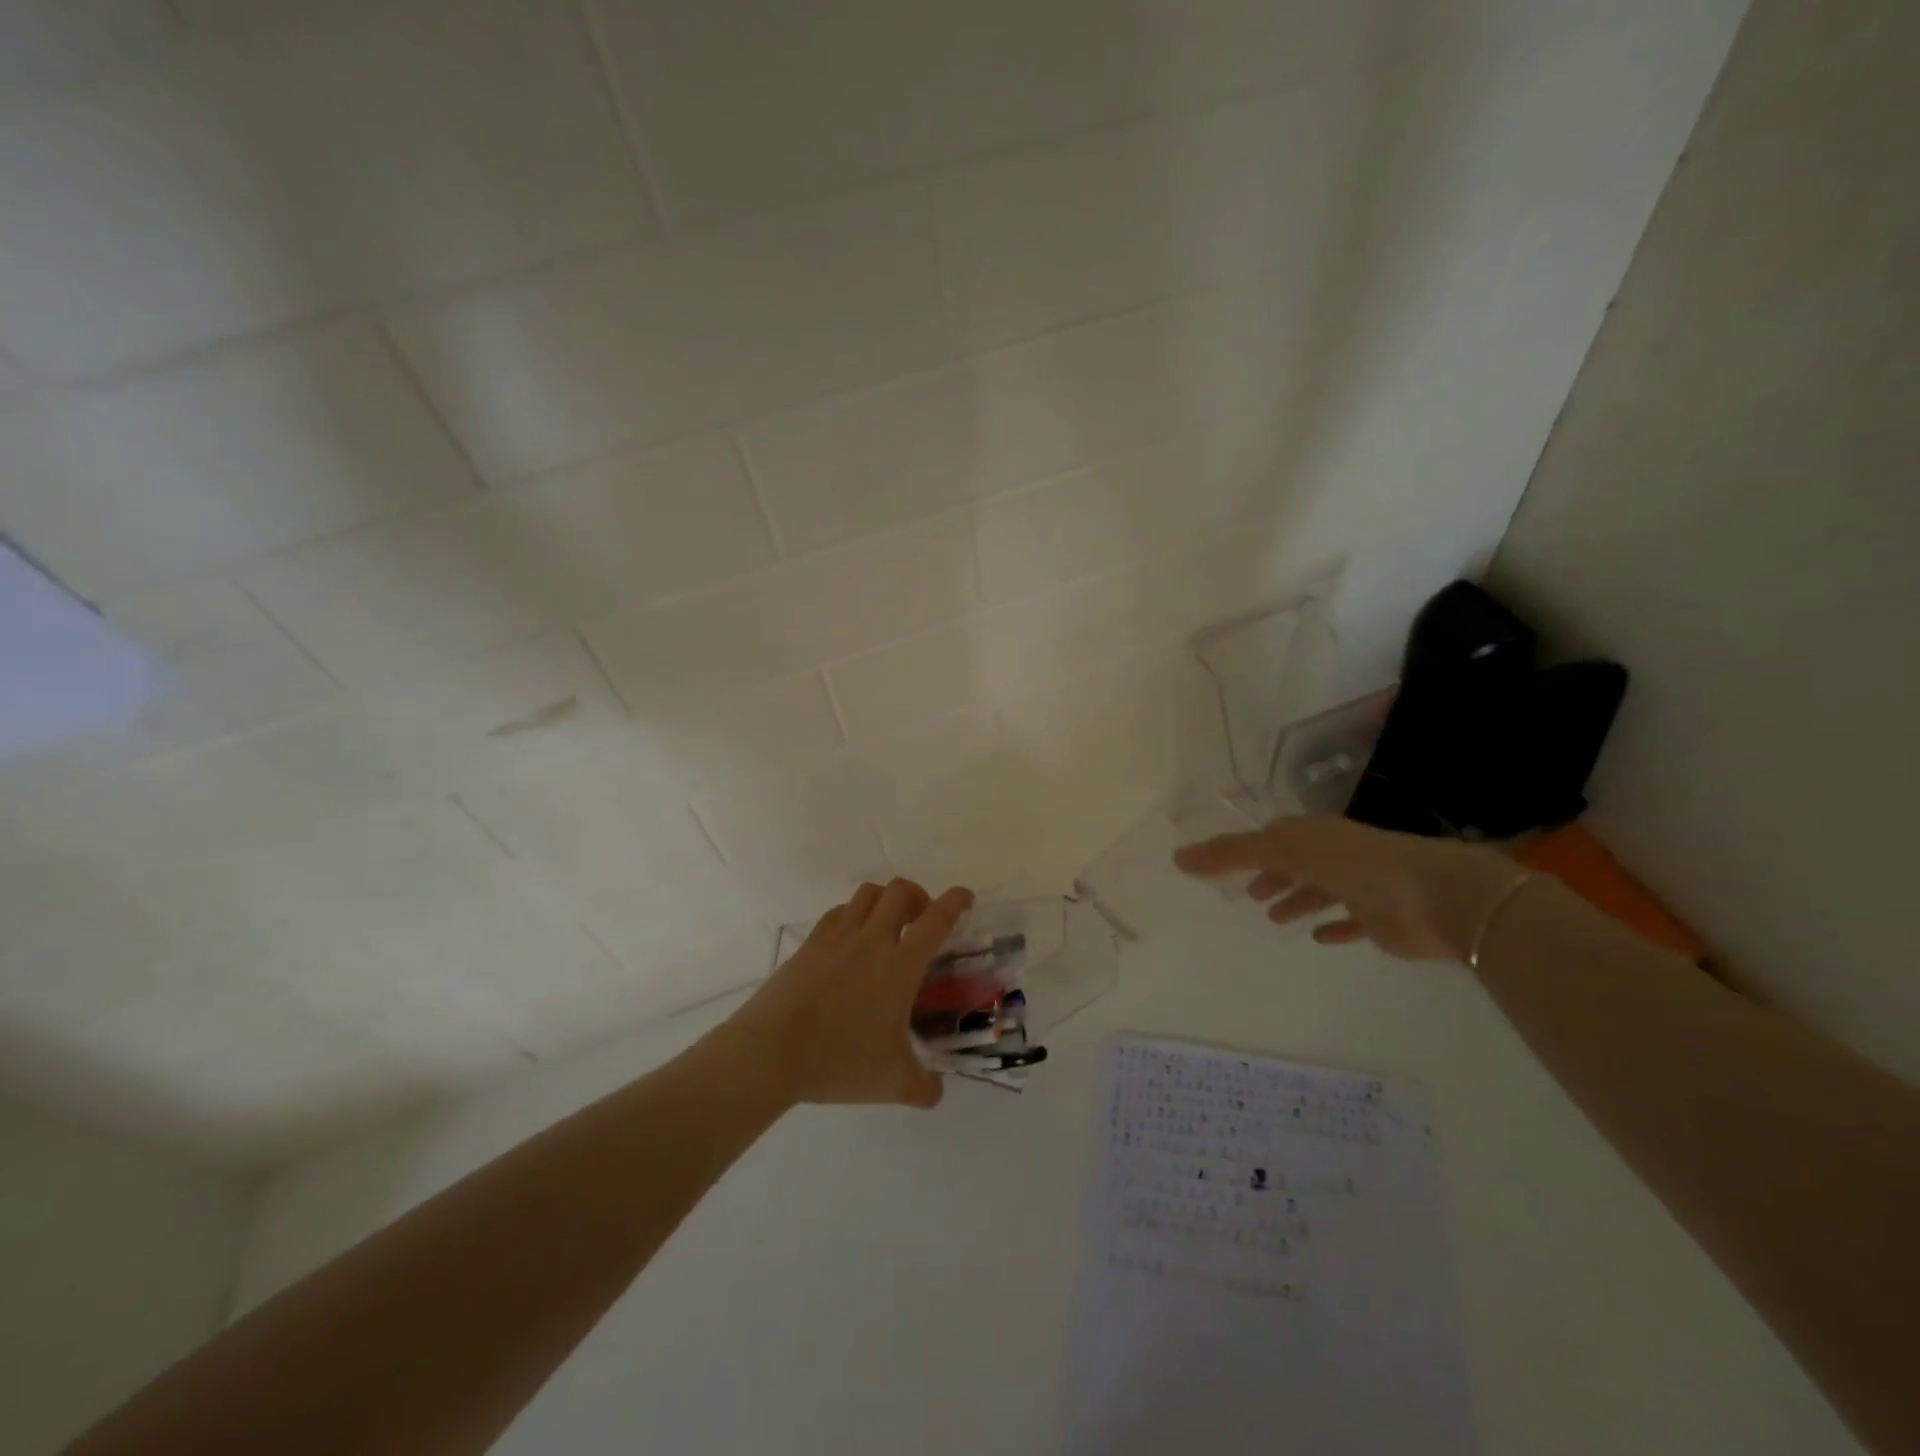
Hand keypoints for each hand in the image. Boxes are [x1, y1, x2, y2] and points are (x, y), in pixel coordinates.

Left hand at [724, 878, 973, 1108]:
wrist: (771, 1052)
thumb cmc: (840, 1061)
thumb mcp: (893, 1083)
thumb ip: (923, 1087)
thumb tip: (935, 1091)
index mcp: (900, 965)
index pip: (936, 919)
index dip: (955, 901)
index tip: (964, 898)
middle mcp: (872, 940)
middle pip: (900, 891)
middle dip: (918, 895)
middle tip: (922, 919)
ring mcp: (837, 937)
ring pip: (867, 893)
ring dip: (885, 900)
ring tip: (888, 924)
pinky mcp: (809, 944)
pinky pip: (838, 912)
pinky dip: (854, 914)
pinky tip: (852, 940)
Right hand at [1173, 814, 1521, 961]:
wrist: (1437, 897)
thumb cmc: (1355, 864)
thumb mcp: (1285, 850)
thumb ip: (1232, 854)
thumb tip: (1177, 857)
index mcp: (1312, 834)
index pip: (1271, 837)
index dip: (1245, 849)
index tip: (1221, 864)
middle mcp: (1335, 855)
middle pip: (1294, 863)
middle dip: (1271, 875)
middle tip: (1246, 894)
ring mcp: (1360, 886)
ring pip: (1319, 892)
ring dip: (1297, 901)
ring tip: (1273, 917)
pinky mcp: (1380, 919)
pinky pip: (1350, 921)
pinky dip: (1333, 927)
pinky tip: (1319, 938)